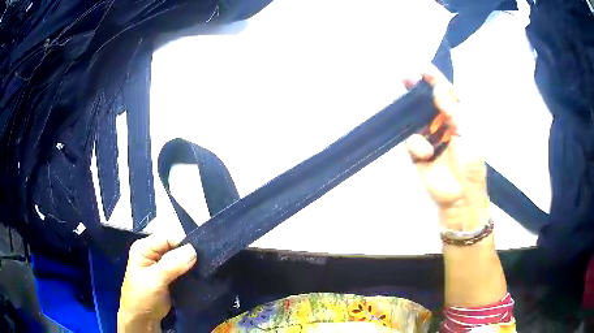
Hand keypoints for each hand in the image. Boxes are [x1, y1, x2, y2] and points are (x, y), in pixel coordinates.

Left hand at [118, 234, 196, 331]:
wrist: (143, 319)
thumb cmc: (142, 297)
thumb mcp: (155, 280)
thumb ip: (172, 265)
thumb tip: (193, 250)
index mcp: (144, 247)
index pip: (167, 238)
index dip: (183, 244)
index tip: (200, 255)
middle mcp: (153, 252)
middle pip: (175, 246)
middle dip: (189, 254)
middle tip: (205, 263)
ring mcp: (161, 264)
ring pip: (181, 258)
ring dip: (191, 264)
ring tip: (204, 270)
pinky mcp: (170, 275)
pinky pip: (183, 268)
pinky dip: (191, 271)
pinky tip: (199, 275)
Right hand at [405, 65, 488, 230]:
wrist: (461, 196)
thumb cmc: (470, 164)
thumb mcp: (467, 133)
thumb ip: (453, 110)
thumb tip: (438, 88)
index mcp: (459, 118)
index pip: (447, 94)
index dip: (435, 80)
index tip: (423, 68)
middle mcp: (443, 124)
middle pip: (427, 102)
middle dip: (417, 90)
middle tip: (405, 78)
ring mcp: (430, 138)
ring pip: (416, 119)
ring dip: (413, 116)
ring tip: (416, 119)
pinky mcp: (418, 153)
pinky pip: (412, 141)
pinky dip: (417, 145)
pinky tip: (426, 153)